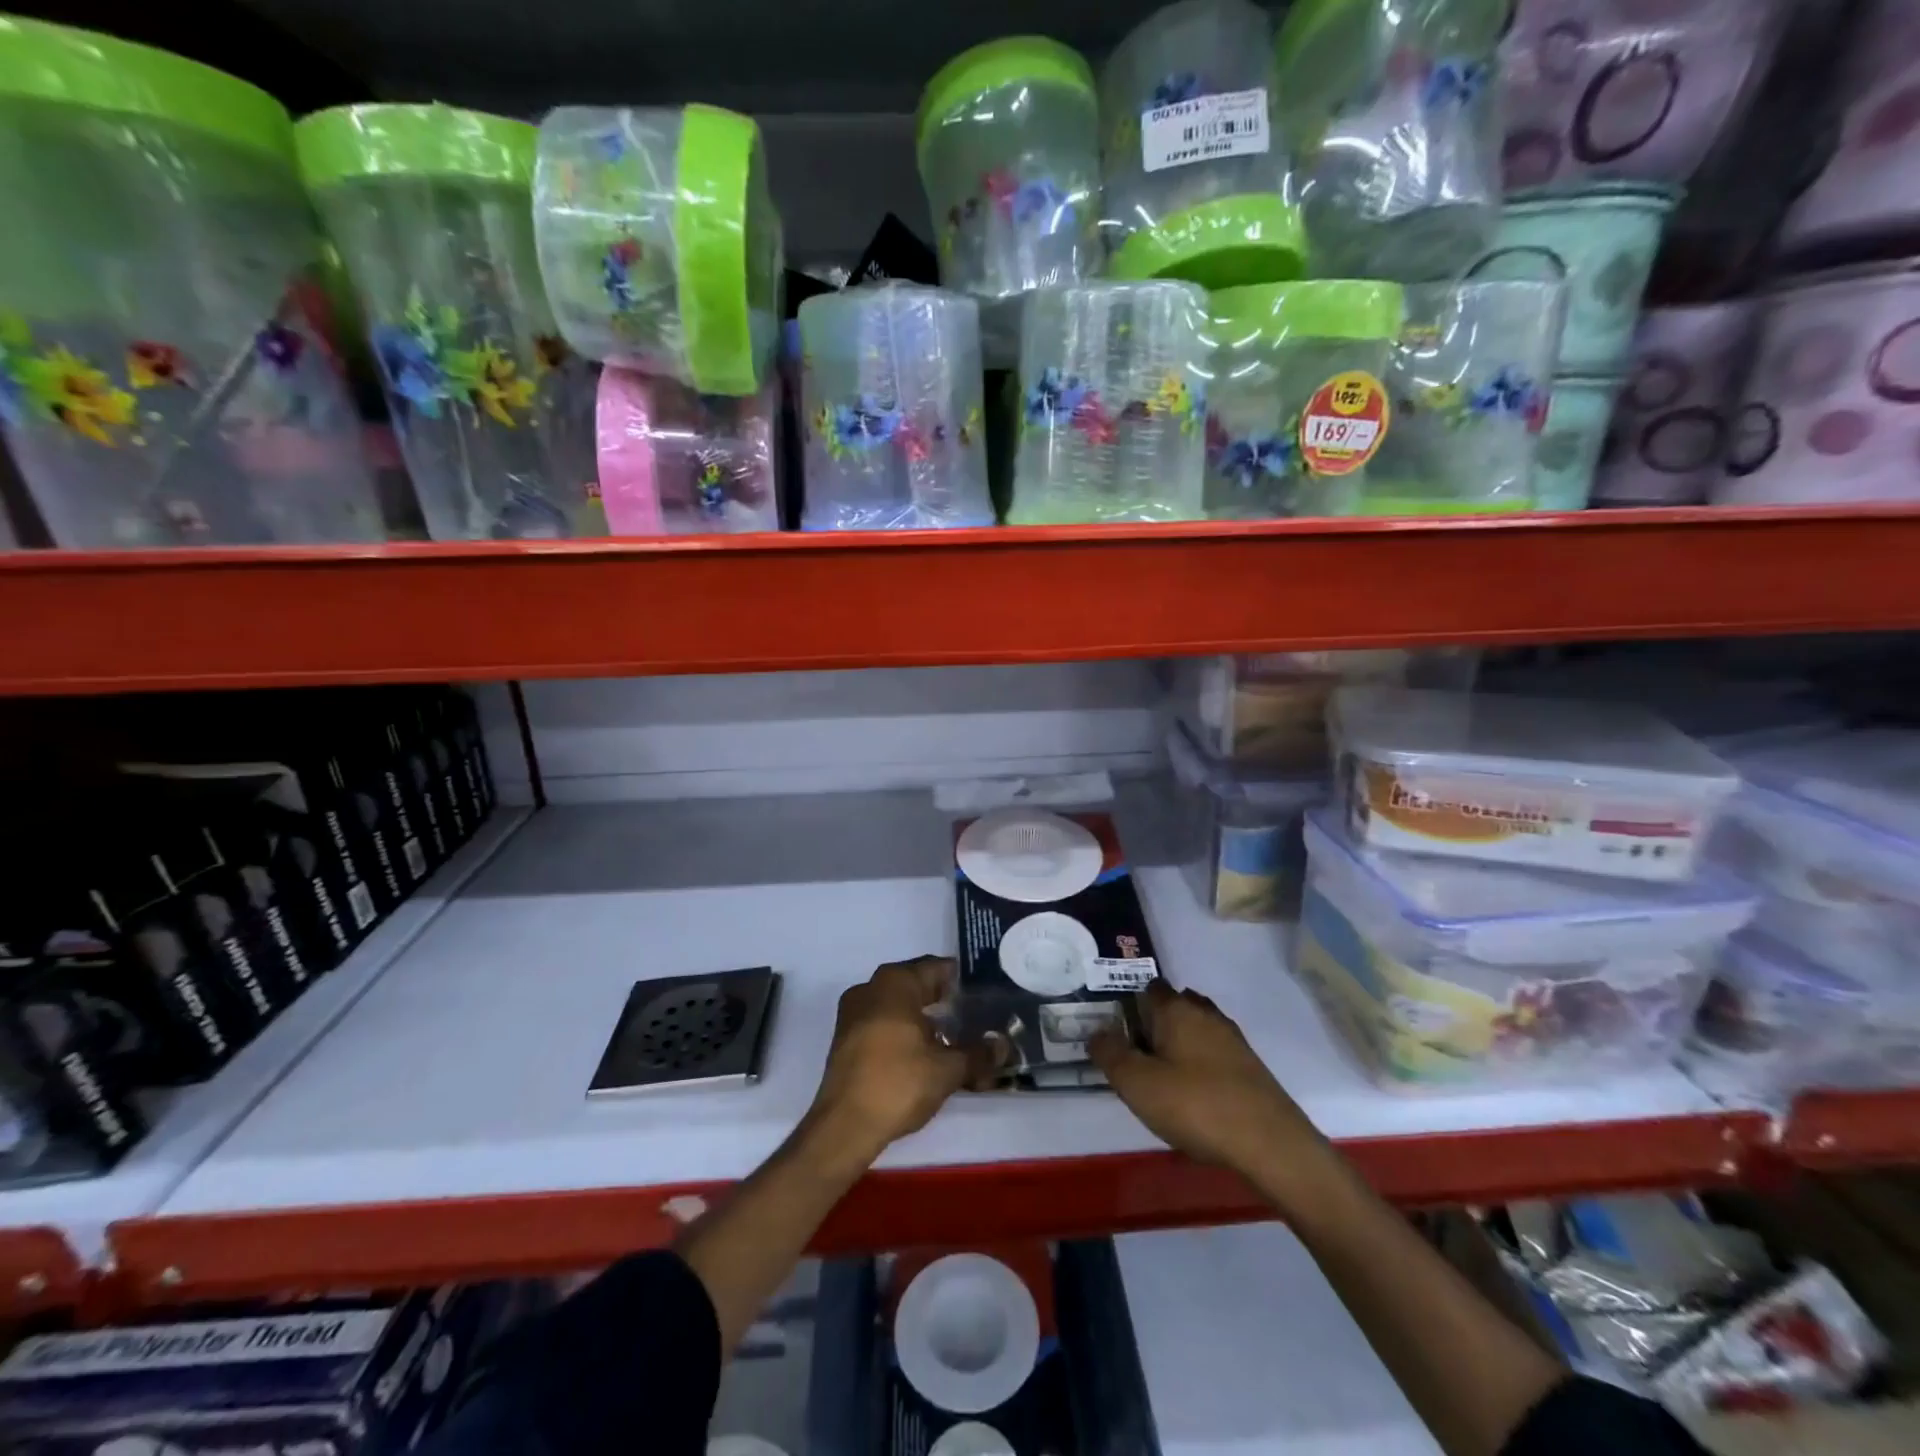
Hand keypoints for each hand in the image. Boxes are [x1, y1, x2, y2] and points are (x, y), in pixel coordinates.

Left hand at [806, 956, 976, 1161]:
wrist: (844, 1126)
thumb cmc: (899, 1083)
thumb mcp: (947, 1070)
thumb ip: (978, 1054)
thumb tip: (1003, 1046)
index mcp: (895, 982)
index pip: (938, 969)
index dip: (964, 983)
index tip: (986, 997)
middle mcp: (871, 988)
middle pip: (918, 986)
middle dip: (947, 1004)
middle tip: (976, 1021)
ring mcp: (854, 1013)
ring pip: (900, 1007)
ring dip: (926, 1021)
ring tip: (955, 1042)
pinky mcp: (846, 1039)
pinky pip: (884, 1024)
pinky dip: (906, 1034)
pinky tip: (926, 1056)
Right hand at [1089, 980, 1325, 1193]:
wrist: (1271, 1144)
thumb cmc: (1195, 1106)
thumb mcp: (1136, 1084)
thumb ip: (1110, 1054)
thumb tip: (1096, 1032)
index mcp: (1175, 1009)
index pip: (1148, 989)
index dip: (1131, 1005)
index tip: (1118, 1032)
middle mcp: (1205, 1014)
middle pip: (1174, 1006)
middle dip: (1156, 1023)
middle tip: (1137, 1056)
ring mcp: (1232, 1039)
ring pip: (1197, 1029)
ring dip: (1180, 1044)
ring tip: (1163, 1076)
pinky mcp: (1250, 1066)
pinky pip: (1215, 1053)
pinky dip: (1201, 1064)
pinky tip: (1194, 1094)